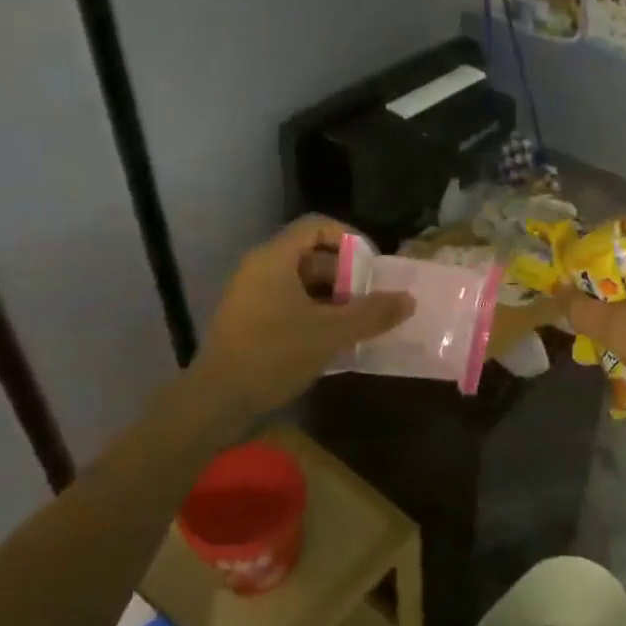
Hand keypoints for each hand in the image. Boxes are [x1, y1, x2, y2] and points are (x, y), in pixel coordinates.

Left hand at [190, 216, 413, 415]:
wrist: (216, 400)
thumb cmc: (274, 354)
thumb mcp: (331, 333)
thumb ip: (372, 313)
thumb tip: (408, 299)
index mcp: (275, 258)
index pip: (317, 226)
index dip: (350, 238)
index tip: (372, 264)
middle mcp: (259, 268)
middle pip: (310, 254)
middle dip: (345, 274)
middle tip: (369, 298)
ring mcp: (250, 294)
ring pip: (300, 281)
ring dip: (331, 296)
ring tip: (357, 321)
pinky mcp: (247, 319)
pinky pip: (287, 301)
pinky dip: (312, 311)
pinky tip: (332, 338)